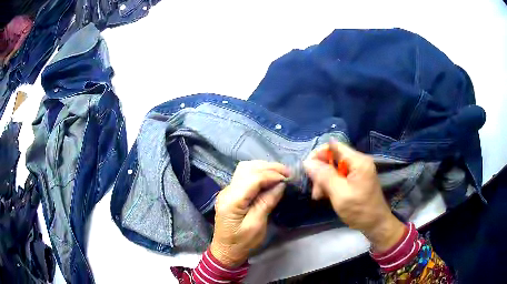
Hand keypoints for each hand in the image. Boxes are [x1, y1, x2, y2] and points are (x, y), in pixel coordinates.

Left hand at [210, 161, 288, 266]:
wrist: (225, 251)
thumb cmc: (242, 243)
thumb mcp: (257, 225)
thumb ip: (267, 202)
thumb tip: (280, 184)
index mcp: (232, 200)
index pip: (253, 178)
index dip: (272, 175)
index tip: (288, 178)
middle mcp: (227, 190)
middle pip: (248, 168)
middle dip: (269, 168)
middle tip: (287, 173)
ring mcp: (227, 190)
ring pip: (245, 169)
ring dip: (264, 168)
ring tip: (280, 174)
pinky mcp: (230, 193)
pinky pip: (244, 176)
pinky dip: (258, 173)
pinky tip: (269, 178)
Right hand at [304, 142, 404, 252]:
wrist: (376, 225)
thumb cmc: (360, 210)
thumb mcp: (340, 194)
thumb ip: (324, 176)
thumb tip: (307, 162)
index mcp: (358, 161)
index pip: (334, 146)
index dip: (319, 154)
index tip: (308, 169)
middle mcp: (358, 162)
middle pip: (332, 157)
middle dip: (321, 171)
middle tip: (315, 190)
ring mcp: (357, 171)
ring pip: (333, 168)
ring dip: (323, 180)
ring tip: (319, 196)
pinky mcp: (356, 179)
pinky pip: (338, 176)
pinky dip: (330, 184)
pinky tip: (325, 195)